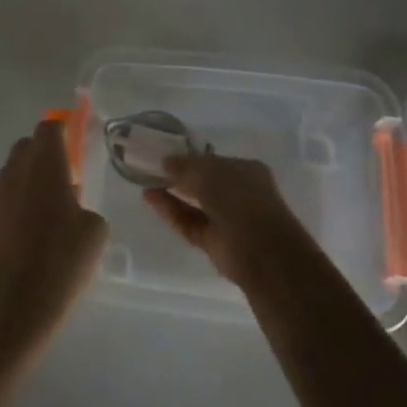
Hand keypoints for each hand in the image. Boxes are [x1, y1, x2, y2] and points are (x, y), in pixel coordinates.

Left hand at [0, 120, 108, 351]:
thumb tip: (72, 206)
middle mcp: (14, 173)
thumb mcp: (94, 233)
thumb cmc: (61, 262)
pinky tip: (25, 240)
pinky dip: (13, 210)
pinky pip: (0, 204)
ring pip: (11, 176)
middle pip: (26, 148)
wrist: (11, 306)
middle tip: (63, 181)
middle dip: (42, 156)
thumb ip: (85, 207)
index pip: (48, 128)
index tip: (73, 143)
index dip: (61, 131)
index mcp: (45, 165)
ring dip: (27, 184)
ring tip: (45, 216)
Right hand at [143, 153, 309, 288]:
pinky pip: (189, 222)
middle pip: (203, 183)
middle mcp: (238, 193)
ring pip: (194, 204)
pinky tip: (150, 198)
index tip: (165, 155)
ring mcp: (226, 219)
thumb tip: (165, 162)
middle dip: (179, 176)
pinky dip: (171, 211)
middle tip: (151, 169)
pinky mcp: (214, 242)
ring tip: (145, 183)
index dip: (191, 158)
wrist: (261, 251)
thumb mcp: (209, 172)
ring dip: (171, 193)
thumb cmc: (239, 199)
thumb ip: (185, 165)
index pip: (214, 161)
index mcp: (246, 171)